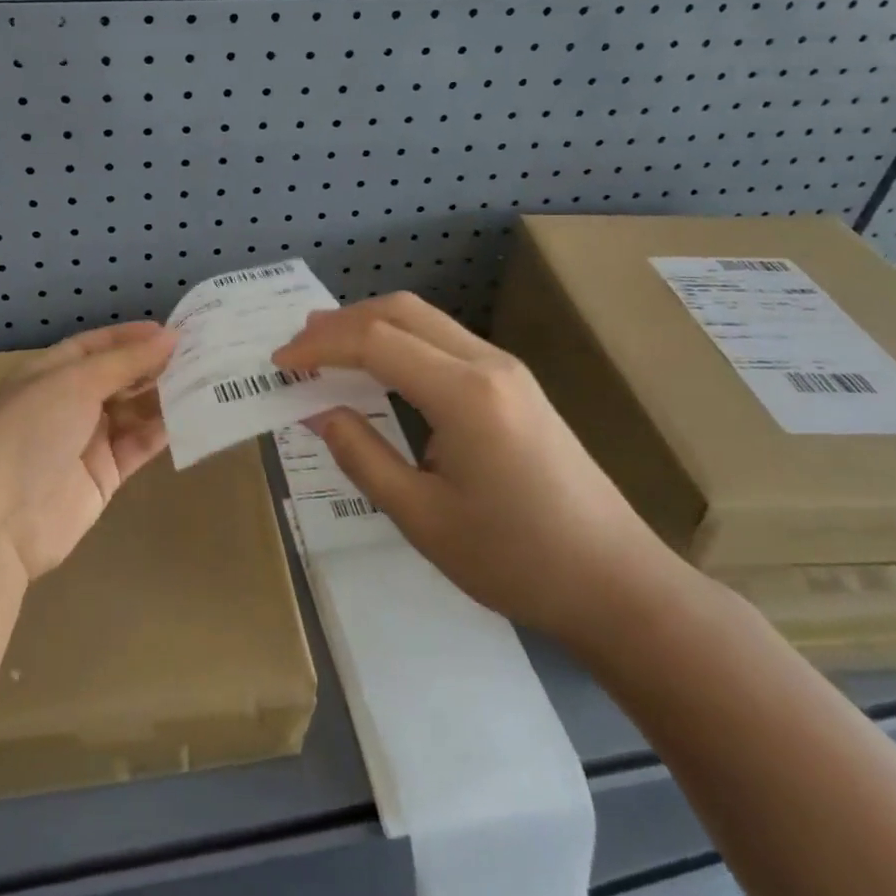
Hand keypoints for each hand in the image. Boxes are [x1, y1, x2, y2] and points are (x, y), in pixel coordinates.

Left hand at [0, 322, 177, 580]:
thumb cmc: (30, 432)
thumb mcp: (75, 383)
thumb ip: (125, 361)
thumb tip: (170, 336)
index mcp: (49, 373)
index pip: (94, 346)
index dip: (131, 337)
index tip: (172, 331)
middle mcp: (67, 403)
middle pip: (117, 377)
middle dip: (153, 366)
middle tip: (200, 354)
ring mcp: (85, 441)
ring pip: (132, 411)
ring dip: (163, 397)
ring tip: (205, 381)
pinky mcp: (104, 476)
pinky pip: (138, 445)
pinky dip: (162, 431)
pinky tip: (192, 417)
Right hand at [273, 293, 670, 643]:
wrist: (615, 583)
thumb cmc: (514, 560)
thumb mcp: (421, 517)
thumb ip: (361, 456)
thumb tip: (318, 412)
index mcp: (465, 394)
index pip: (375, 342)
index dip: (320, 346)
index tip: (279, 363)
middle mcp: (487, 364)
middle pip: (402, 311)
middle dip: (342, 321)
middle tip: (297, 344)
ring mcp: (506, 369)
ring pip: (425, 319)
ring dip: (371, 325)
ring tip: (326, 347)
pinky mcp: (514, 384)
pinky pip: (444, 340)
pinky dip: (399, 340)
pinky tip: (379, 366)